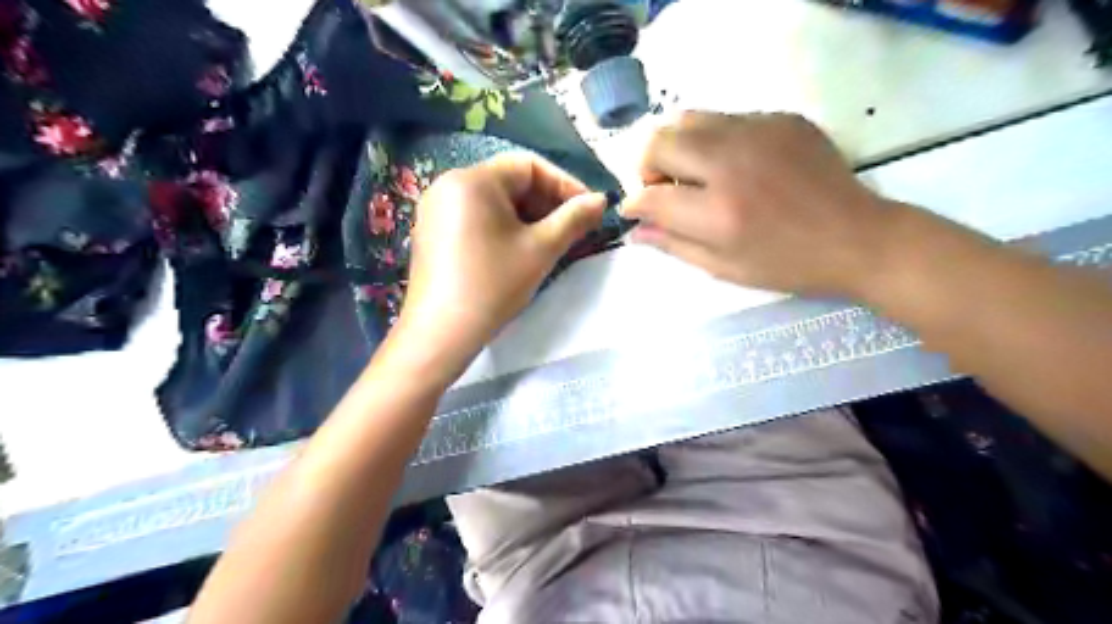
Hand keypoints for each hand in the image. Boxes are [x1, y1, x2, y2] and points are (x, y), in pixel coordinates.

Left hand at [400, 152, 603, 360]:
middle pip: (509, 181)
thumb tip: (600, 200)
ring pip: (493, 201)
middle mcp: (448, 184)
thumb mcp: (541, 249)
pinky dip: (502, 226)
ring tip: (549, 242)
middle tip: (572, 229)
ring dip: (527, 216)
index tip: (588, 210)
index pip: (529, 165)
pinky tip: (517, 251)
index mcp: (473, 180)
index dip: (564, 184)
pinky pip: (475, 216)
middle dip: (546, 202)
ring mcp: (435, 209)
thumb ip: (574, 218)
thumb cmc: (493, 286)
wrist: (441, 333)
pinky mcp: (431, 231)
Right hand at [621, 112, 896, 296]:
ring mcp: (759, 133)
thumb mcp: (724, 267)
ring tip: (694, 173)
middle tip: (664, 189)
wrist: (858, 239)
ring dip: (677, 147)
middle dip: (648, 167)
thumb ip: (673, 244)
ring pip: (688, 118)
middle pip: (660, 141)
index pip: (650, 196)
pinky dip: (714, 141)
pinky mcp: (781, 119)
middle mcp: (732, 163)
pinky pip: (726, 119)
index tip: (634, 210)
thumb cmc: (787, 265)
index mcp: (718, 213)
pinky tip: (733, 166)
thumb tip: (634, 229)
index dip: (634, 204)